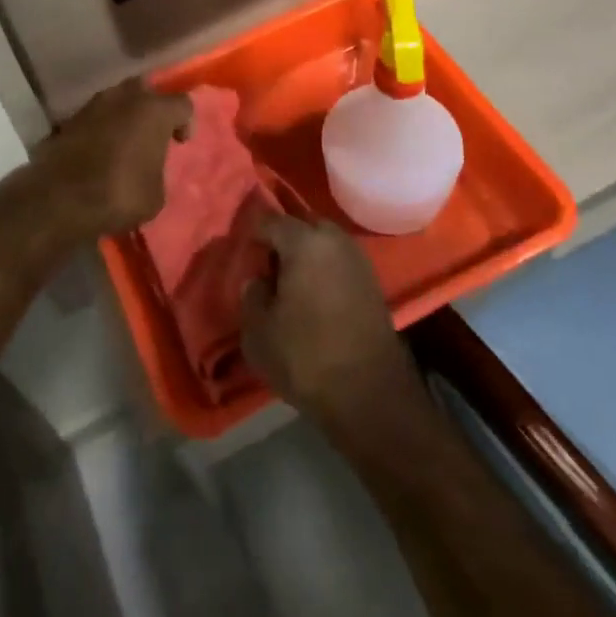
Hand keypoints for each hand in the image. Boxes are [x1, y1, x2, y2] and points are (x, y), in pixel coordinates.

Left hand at [25, 79, 191, 239]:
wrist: (60, 198)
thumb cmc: (120, 193)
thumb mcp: (155, 194)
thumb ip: (157, 170)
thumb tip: (148, 168)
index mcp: (154, 111)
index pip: (182, 103)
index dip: (186, 122)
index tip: (179, 143)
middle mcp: (125, 97)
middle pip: (146, 90)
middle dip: (151, 108)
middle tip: (152, 133)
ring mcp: (94, 105)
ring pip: (117, 100)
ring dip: (124, 116)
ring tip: (124, 142)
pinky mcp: (69, 119)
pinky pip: (95, 117)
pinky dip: (101, 128)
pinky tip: (100, 150)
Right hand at [241, 216, 421, 430]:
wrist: (370, 396)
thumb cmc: (306, 357)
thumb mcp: (258, 332)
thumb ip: (252, 295)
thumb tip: (258, 280)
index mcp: (304, 241)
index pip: (269, 220)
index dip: (251, 236)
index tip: (242, 256)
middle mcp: (334, 239)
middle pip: (300, 226)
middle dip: (282, 241)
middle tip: (266, 269)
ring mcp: (358, 259)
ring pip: (322, 243)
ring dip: (305, 256)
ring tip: (289, 285)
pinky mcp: (373, 282)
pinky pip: (339, 262)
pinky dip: (324, 271)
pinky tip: (313, 298)